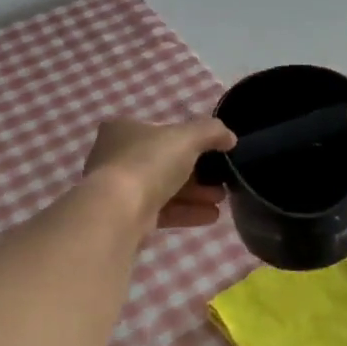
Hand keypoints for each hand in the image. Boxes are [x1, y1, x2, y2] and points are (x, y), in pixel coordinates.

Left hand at [83, 117, 235, 229]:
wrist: (118, 212)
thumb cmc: (148, 162)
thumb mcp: (187, 137)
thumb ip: (212, 132)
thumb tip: (230, 137)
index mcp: (124, 129)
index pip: (162, 130)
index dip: (190, 140)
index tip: (214, 152)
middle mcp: (117, 156)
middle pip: (166, 162)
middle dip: (198, 172)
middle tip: (221, 180)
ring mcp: (120, 188)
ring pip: (165, 188)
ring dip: (195, 193)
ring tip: (221, 200)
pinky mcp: (126, 216)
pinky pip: (161, 210)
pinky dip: (186, 211)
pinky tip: (211, 216)